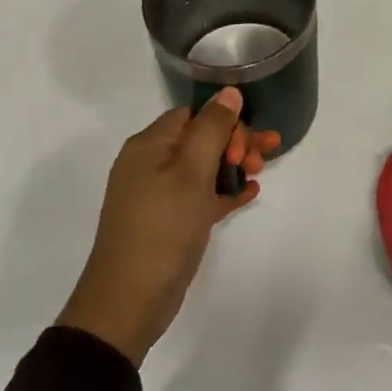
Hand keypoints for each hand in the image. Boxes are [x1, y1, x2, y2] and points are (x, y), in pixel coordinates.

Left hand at [57, 88, 279, 364]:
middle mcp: (150, 163)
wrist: (129, 299)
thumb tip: (229, 91)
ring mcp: (158, 194)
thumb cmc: (162, 227)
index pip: (194, 115)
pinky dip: (223, 191)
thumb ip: (213, 129)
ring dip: (232, 165)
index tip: (248, 144)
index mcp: (149, 145)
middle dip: (234, 142)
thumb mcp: (191, 172)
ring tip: (260, 174)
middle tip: (262, 159)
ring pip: (203, 167)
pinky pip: (200, 195)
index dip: (225, 122)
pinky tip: (251, 192)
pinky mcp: (168, 221)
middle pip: (200, 138)